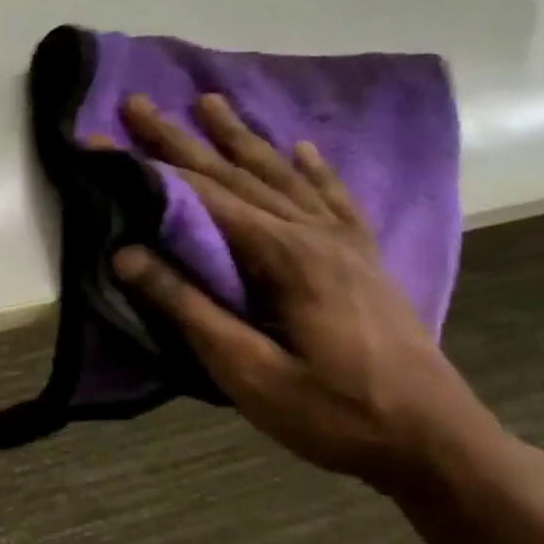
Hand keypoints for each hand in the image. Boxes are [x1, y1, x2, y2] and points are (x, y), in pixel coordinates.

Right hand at [111, 93, 503, 490]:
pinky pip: (333, 199)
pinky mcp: (364, 260)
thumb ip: (188, 308)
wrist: (438, 442)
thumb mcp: (248, 371)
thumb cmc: (335, 413)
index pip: (203, 198)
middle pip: (238, 174)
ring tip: (210, 101)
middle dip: (182, 138)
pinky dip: (312, 169)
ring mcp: (346, 244)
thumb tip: (125, 254)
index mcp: (286, 256)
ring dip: (241, 137)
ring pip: (282, 175)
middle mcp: (315, 234)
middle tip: (140, 102)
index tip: (105, 139)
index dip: (149, 168)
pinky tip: (300, 149)